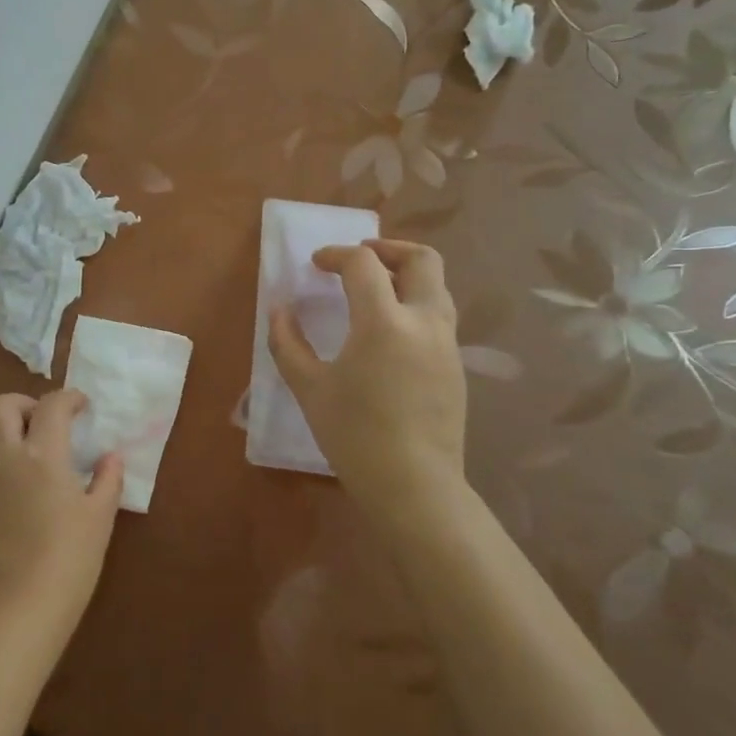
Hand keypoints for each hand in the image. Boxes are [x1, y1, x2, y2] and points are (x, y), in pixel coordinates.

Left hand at [0, 390, 122, 646]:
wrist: (17, 609)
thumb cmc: (68, 561)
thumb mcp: (100, 518)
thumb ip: (107, 480)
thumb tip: (111, 457)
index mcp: (41, 455)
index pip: (50, 405)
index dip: (69, 397)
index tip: (82, 406)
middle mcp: (4, 457)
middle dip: (23, 402)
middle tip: (47, 422)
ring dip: (4, 427)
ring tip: (29, 449)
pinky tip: (16, 485)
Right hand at [270, 239, 468, 526]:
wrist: (414, 486)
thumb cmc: (354, 435)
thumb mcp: (309, 388)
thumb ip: (288, 343)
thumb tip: (279, 310)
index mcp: (384, 322)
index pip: (363, 264)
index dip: (336, 255)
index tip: (316, 265)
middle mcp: (424, 321)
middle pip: (421, 259)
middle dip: (388, 249)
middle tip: (359, 258)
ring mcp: (447, 343)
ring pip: (437, 286)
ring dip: (406, 275)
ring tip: (375, 288)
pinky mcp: (456, 366)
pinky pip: (439, 316)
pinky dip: (415, 303)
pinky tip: (390, 330)